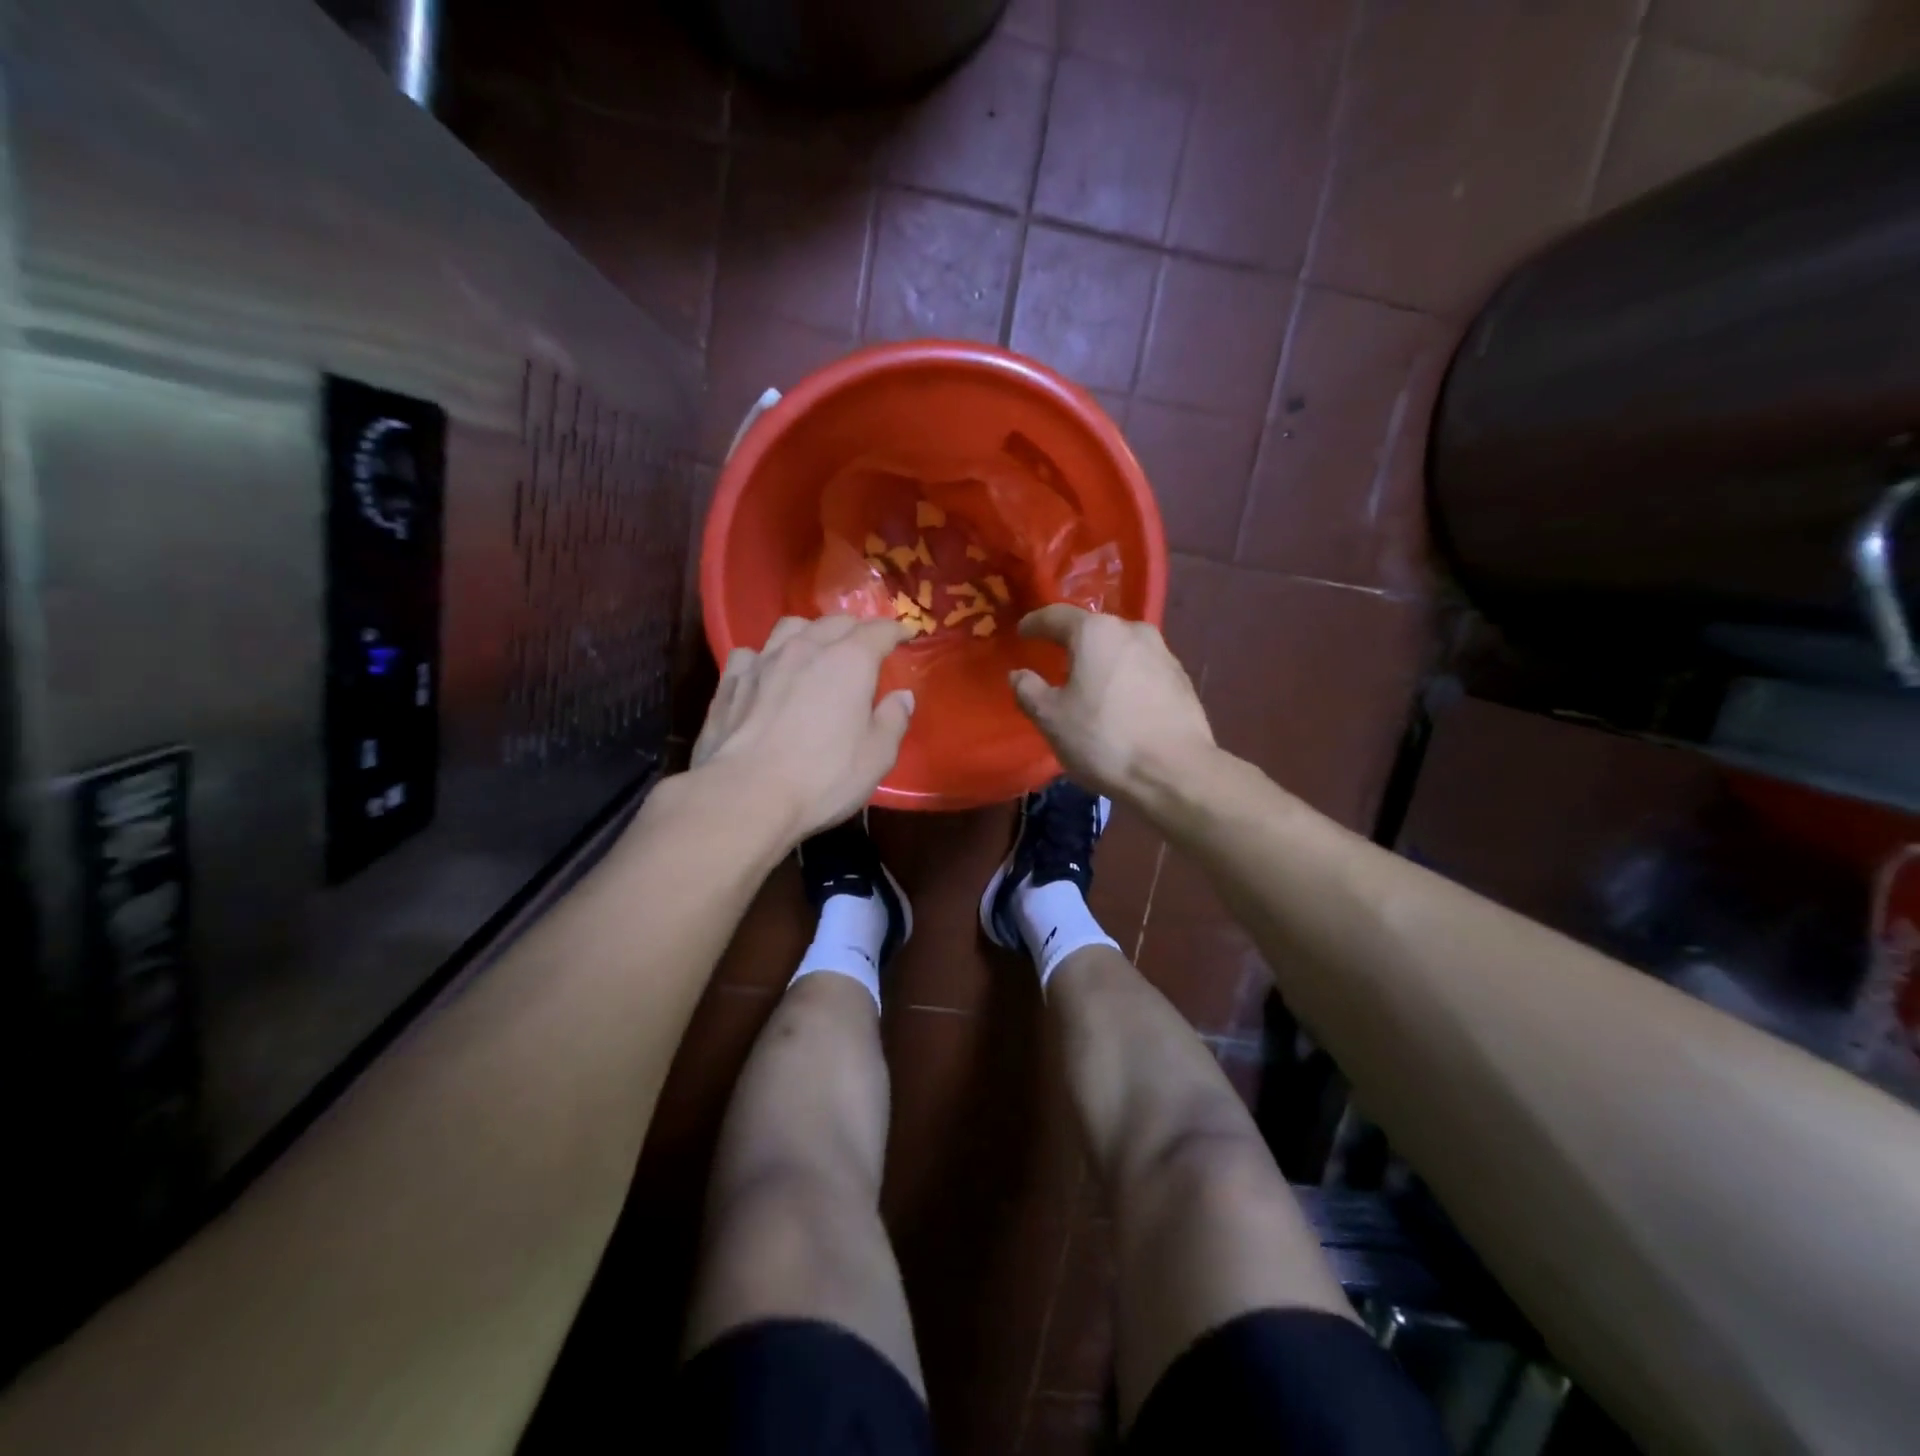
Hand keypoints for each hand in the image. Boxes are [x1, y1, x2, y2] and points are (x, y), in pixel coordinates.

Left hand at [691, 615, 913, 840]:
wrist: (745, 795)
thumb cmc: (822, 777)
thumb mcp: (876, 757)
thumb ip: (893, 720)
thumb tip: (902, 697)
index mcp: (849, 662)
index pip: (878, 631)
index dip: (896, 631)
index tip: (906, 635)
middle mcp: (806, 648)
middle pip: (834, 622)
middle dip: (855, 628)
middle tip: (864, 644)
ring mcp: (763, 661)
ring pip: (790, 627)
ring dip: (810, 632)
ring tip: (815, 648)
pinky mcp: (730, 681)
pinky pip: (750, 654)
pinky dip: (764, 657)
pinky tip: (766, 674)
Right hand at [1009, 605, 1216, 803]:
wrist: (1175, 772)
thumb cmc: (1104, 739)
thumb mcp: (1051, 719)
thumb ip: (1029, 690)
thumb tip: (1019, 674)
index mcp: (1096, 632)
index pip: (1056, 616)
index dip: (1035, 623)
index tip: (1022, 633)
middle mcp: (1132, 631)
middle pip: (1093, 630)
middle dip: (1071, 642)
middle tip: (1054, 660)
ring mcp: (1163, 653)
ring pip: (1120, 649)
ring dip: (1101, 661)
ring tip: (1087, 684)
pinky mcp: (1181, 679)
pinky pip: (1141, 669)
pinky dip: (1124, 678)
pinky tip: (1118, 702)